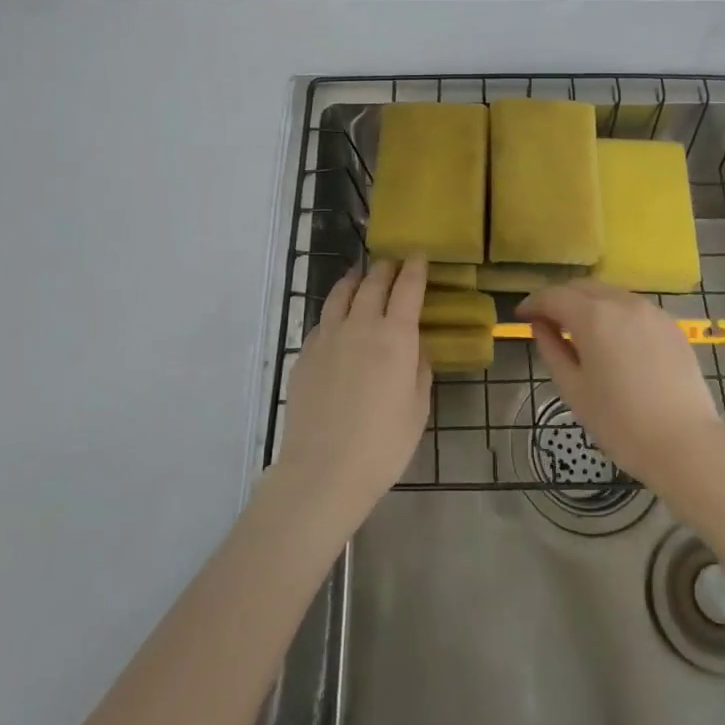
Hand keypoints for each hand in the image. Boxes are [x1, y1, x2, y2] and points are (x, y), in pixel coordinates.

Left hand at [273, 258, 431, 531]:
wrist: (324, 470)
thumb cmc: (383, 444)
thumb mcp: (417, 407)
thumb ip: (419, 369)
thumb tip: (416, 347)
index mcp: (395, 336)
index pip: (407, 287)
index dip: (414, 267)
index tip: (418, 255)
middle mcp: (360, 326)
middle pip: (373, 283)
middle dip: (385, 268)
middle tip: (392, 263)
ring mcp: (328, 337)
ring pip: (341, 293)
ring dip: (355, 279)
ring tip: (361, 276)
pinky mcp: (305, 354)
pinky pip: (323, 320)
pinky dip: (335, 310)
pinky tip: (338, 318)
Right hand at [518, 280, 724, 492]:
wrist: (686, 445)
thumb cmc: (620, 423)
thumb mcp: (574, 390)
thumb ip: (552, 350)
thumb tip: (541, 326)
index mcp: (593, 316)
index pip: (554, 296)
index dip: (533, 303)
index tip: (521, 316)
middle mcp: (622, 302)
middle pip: (582, 287)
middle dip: (560, 299)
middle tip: (547, 322)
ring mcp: (651, 311)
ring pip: (609, 294)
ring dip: (588, 304)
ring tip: (579, 331)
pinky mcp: (670, 325)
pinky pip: (633, 308)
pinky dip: (614, 314)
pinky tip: (613, 340)